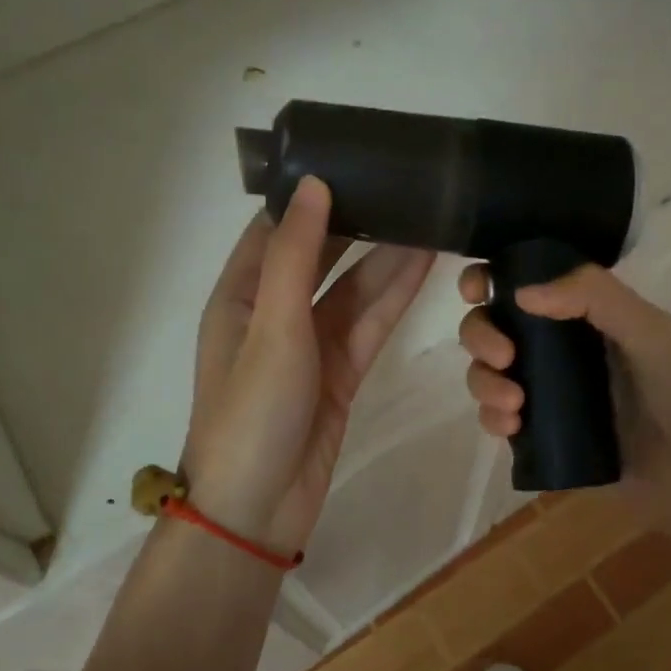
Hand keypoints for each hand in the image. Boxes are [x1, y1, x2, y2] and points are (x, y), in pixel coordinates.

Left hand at [183, 177, 435, 553]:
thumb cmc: (251, 412)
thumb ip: (294, 254)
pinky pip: (370, 323)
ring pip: (354, 289)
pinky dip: (396, 296)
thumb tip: (315, 184)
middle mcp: (274, 311)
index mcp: (241, 293)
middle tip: (406, 184)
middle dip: (360, 222)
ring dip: (388, 257)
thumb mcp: (269, 326)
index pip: (277, 228)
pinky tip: (425, 265)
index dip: (312, 194)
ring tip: (429, 216)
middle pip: (322, 254)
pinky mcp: (340, 371)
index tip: (354, 159)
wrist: (258, 511)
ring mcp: (310, 343)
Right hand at [457, 262, 670, 539]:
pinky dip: (491, 418)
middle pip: (493, 325)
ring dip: (483, 381)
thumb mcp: (651, 331)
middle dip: (481, 335)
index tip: (477, 290)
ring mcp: (548, 392)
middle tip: (503, 357)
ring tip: (513, 405)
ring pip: (488, 372)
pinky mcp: (542, 436)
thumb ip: (594, 297)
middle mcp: (558, 346)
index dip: (489, 279)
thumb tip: (519, 292)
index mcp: (583, 313)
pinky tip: (511, 429)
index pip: (523, 281)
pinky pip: (498, 419)